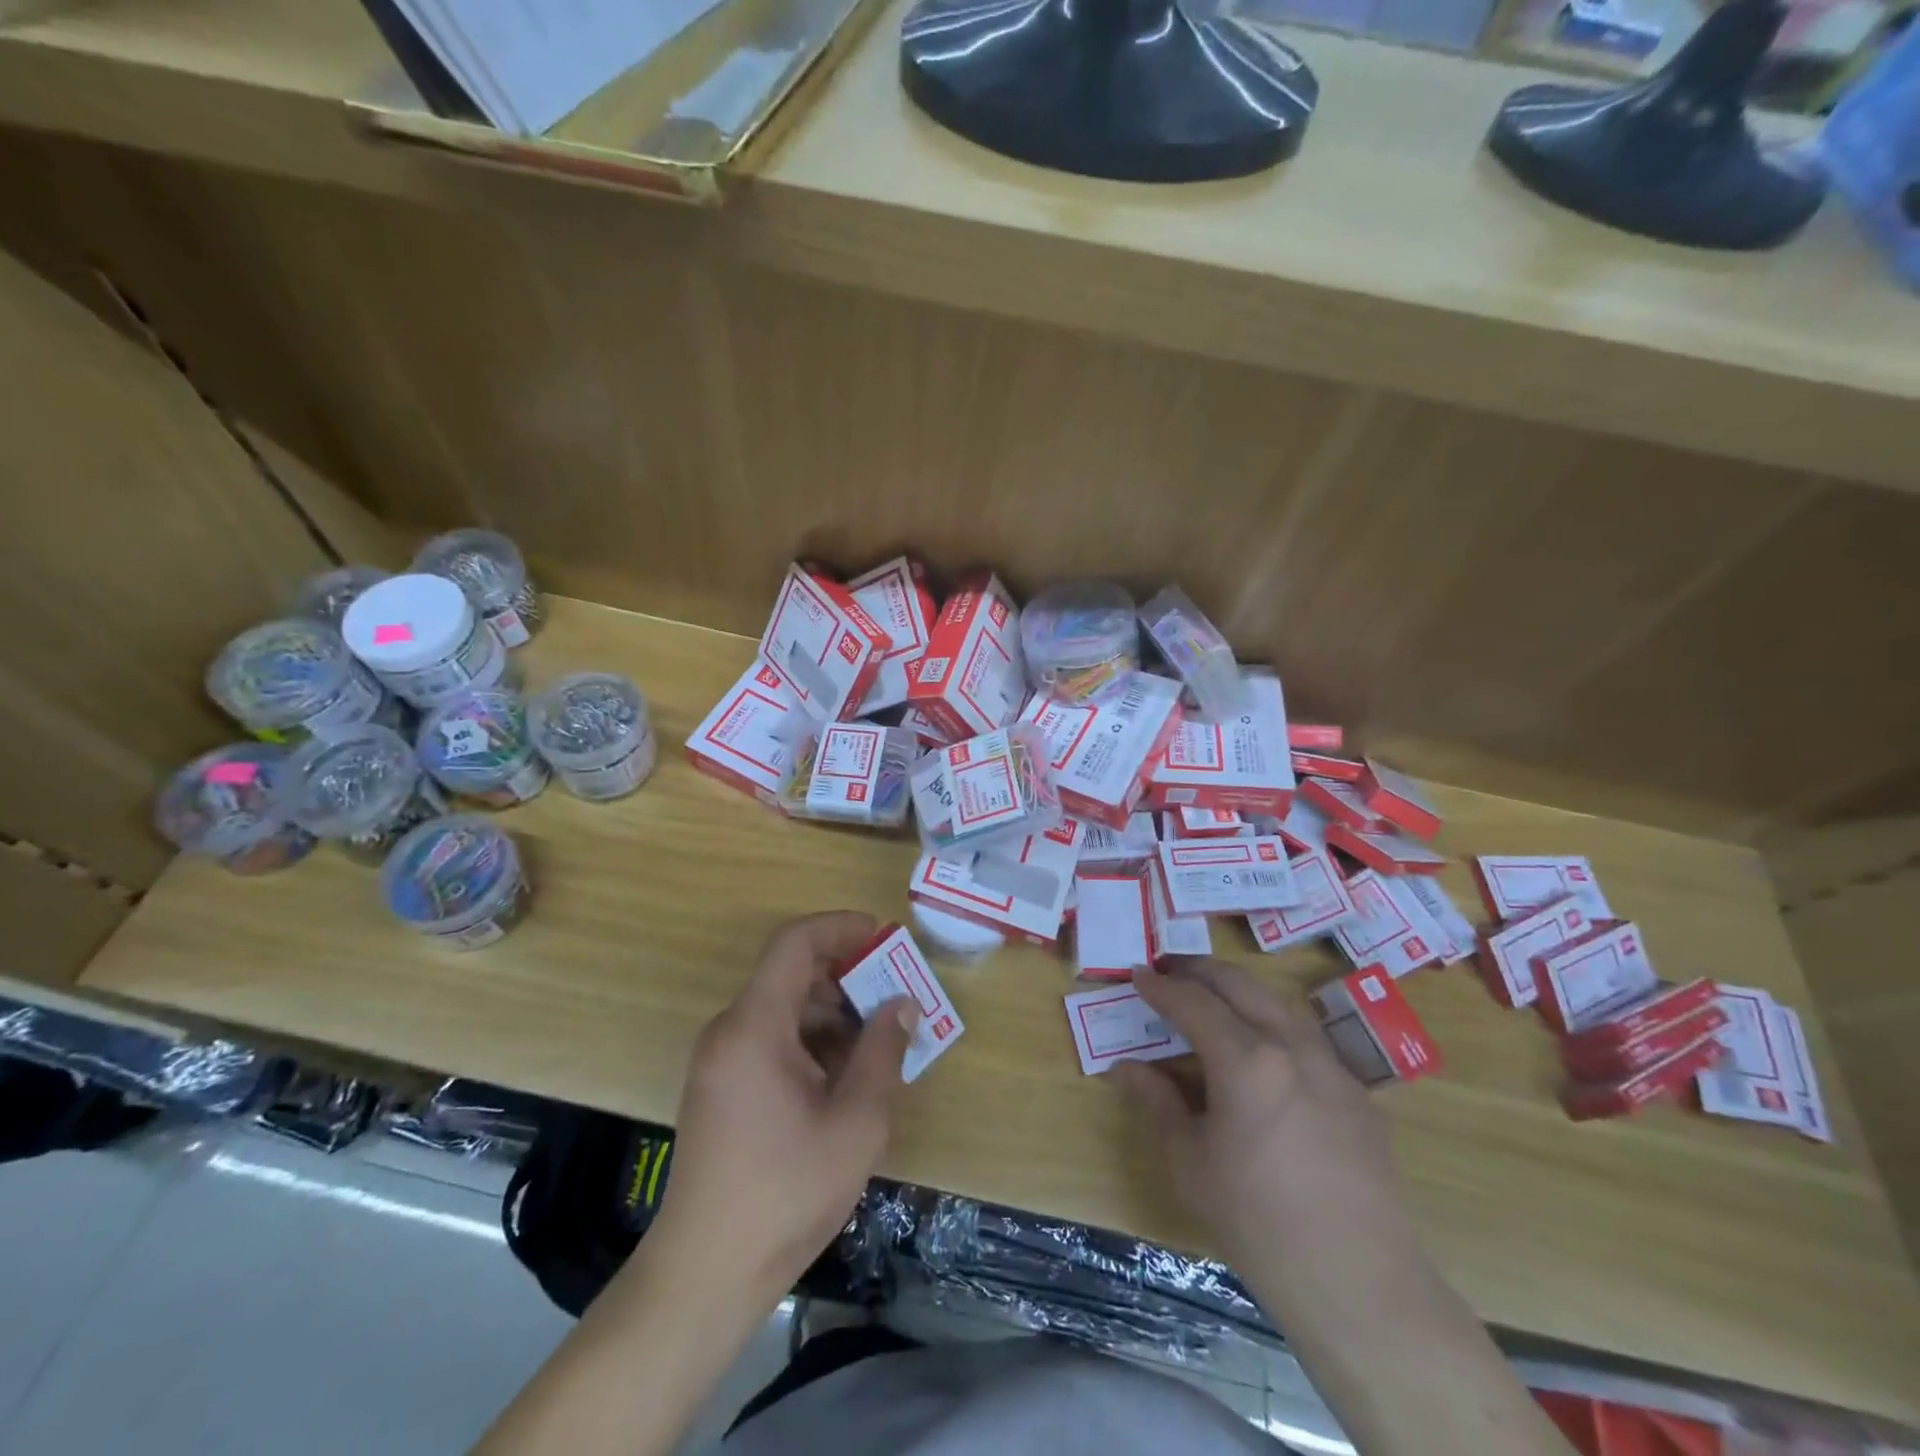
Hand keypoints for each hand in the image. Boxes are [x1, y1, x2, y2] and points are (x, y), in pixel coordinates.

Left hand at [652, 912, 918, 1301]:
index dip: (840, 927)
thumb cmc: (784, 1194)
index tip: (884, 938)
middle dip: (847, 976)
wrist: (705, 1276)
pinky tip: (846, 1077)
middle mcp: (730, 1031)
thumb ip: (883, 1053)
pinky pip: (771, 1040)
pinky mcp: (721, 1087)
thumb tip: (902, 1005)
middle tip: (895, 998)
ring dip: (833, 1013)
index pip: (794, 944)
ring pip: (784, 1008)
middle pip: (791, 974)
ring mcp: (720, 1061)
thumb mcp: (855, 1124)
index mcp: (754, 1028)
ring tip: (879, 1044)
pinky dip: (812, 1042)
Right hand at [1116, 959, 1416, 1284]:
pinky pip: (1308, 1039)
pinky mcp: (1359, 1094)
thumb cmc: (1258, 1222)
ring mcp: (1332, 1066)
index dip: (1160, 986)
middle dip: (1199, 970)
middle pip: (1240, 984)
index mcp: (1246, 1059)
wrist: (1358, 1283)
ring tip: (1212, 998)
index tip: (1138, 975)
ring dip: (1239, 990)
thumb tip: (1125, 1068)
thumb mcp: (1190, 1161)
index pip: (1193, 1003)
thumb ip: (1157, 1103)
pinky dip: (1273, 1025)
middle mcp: (1292, 1046)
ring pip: (1278, 1003)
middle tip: (1169, 970)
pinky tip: (1264, 1054)